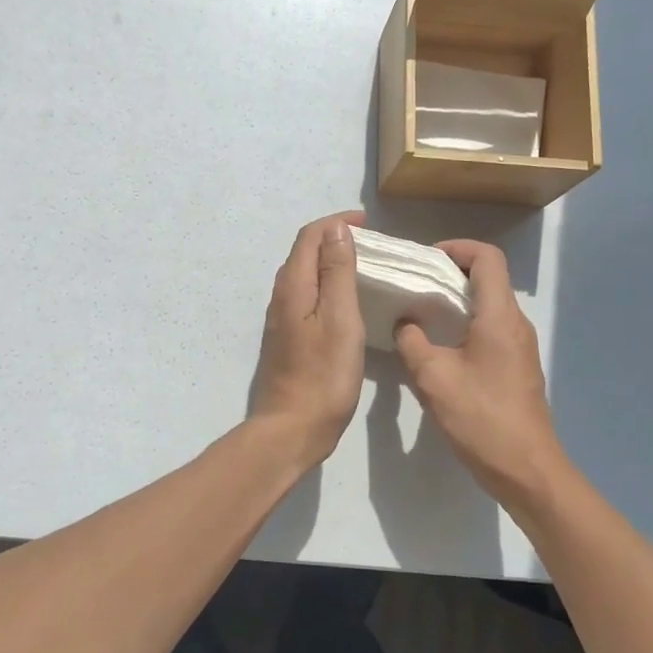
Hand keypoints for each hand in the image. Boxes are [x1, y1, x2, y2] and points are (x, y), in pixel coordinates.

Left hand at [249, 211, 366, 465]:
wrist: (292, 428)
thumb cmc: (324, 374)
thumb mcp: (339, 318)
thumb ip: (337, 272)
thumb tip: (336, 230)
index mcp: (293, 285)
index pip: (309, 237)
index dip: (336, 223)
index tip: (368, 223)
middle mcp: (281, 296)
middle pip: (304, 253)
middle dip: (334, 239)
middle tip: (370, 244)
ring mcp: (282, 319)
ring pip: (305, 275)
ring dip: (330, 262)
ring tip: (363, 267)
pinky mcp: (288, 338)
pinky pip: (307, 296)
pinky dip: (327, 286)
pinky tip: (346, 301)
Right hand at [395, 240, 564, 501]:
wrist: (526, 469)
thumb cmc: (481, 418)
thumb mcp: (434, 378)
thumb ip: (412, 342)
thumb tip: (405, 322)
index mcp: (500, 316)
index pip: (487, 257)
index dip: (457, 248)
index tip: (426, 259)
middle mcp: (515, 323)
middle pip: (489, 277)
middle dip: (451, 271)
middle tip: (415, 283)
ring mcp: (520, 346)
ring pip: (489, 304)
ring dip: (457, 299)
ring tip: (421, 311)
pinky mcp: (517, 366)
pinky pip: (491, 328)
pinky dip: (466, 323)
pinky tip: (439, 345)